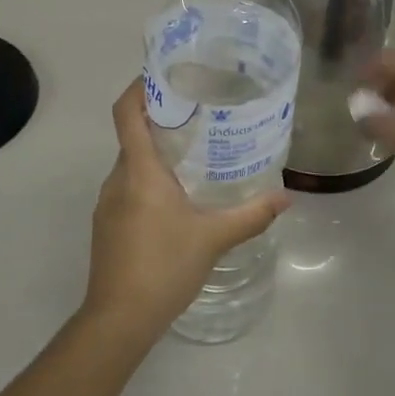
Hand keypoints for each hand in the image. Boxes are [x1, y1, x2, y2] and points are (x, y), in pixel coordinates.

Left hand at [82, 79, 289, 341]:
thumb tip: (287, 197)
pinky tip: (177, 198)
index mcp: (139, 171)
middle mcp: (117, 179)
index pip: (127, 113)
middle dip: (161, 120)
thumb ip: (251, 215)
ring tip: (195, 152)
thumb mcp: (213, 238)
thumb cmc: (163, 267)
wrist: (118, 321)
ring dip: (157, 153)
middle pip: (133, 135)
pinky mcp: (108, 225)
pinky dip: (149, 180)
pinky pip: (128, 187)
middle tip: (199, 113)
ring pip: (132, 164)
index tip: (165, 74)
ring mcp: (107, 204)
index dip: (139, 87)